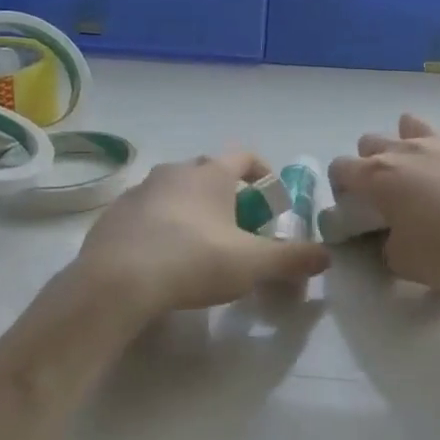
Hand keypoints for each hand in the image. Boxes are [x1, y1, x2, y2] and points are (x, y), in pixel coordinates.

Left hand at [72, 152, 329, 318]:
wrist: (116, 283)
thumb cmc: (194, 261)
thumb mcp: (253, 264)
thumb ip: (292, 258)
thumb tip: (326, 256)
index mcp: (211, 174)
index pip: (245, 156)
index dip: (264, 175)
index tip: (272, 204)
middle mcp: (175, 171)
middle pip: (210, 173)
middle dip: (228, 196)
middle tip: (239, 230)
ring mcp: (140, 191)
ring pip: (176, 192)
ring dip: (192, 211)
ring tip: (201, 247)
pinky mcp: (114, 216)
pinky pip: (147, 213)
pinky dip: (161, 227)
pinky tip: (163, 260)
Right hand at [328, 115, 439, 285]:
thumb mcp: (405, 263)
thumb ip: (389, 249)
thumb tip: (392, 241)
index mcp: (378, 176)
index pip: (340, 167)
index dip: (341, 185)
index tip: (354, 206)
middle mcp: (406, 150)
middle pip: (371, 140)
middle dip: (371, 160)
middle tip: (387, 191)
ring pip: (412, 124)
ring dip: (410, 142)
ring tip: (423, 170)